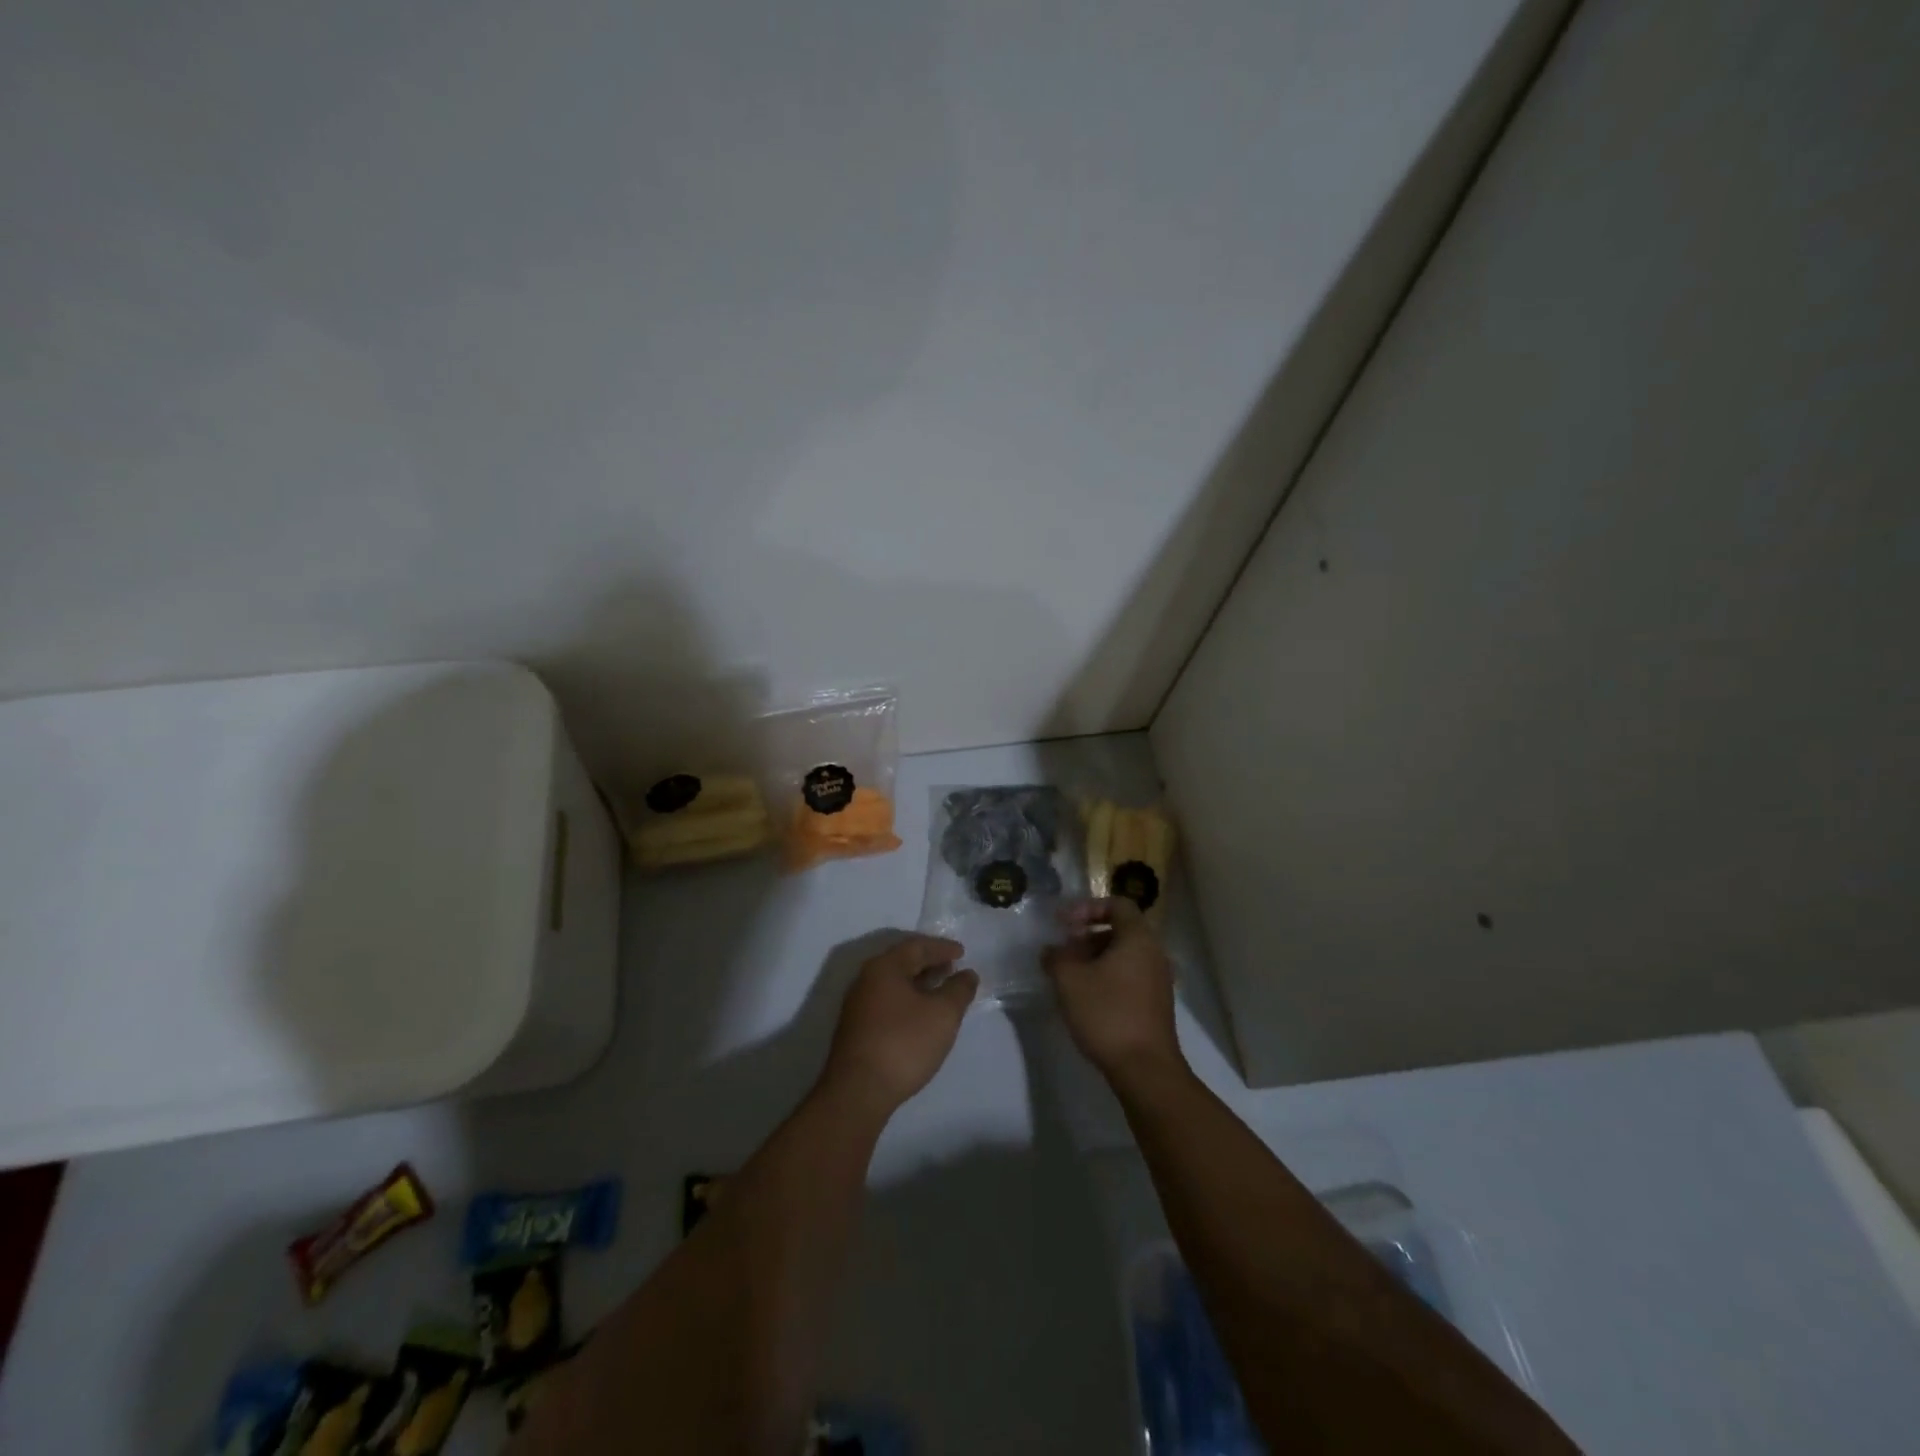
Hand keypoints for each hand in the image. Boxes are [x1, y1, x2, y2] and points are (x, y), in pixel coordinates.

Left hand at [821, 935, 977, 1113]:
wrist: (858, 1092)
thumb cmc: (904, 1044)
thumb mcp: (943, 1015)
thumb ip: (958, 990)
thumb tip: (967, 974)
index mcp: (884, 967)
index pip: (916, 946)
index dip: (941, 948)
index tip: (962, 953)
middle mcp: (866, 979)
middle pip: (902, 962)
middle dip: (929, 963)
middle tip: (952, 968)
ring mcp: (857, 1005)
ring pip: (893, 984)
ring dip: (918, 983)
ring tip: (941, 992)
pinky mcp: (856, 1029)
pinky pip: (887, 1002)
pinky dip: (908, 1000)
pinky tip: (920, 1016)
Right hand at [1043, 898, 1183, 1084]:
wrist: (1145, 1069)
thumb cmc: (1107, 1013)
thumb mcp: (1069, 980)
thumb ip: (1056, 957)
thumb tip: (1051, 950)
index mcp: (1138, 938)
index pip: (1117, 905)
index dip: (1088, 908)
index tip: (1064, 924)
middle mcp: (1154, 953)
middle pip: (1120, 930)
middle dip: (1087, 936)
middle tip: (1063, 951)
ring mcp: (1158, 980)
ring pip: (1124, 955)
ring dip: (1095, 958)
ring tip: (1069, 976)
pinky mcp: (1156, 1004)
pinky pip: (1130, 976)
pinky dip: (1107, 976)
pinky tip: (1086, 997)